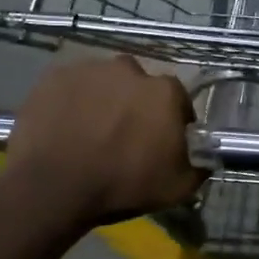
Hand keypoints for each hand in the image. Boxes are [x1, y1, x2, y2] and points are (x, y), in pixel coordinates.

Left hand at [1, 56, 201, 227]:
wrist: (52, 186)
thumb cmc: (122, 185)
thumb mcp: (177, 188)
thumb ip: (199, 167)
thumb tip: (206, 158)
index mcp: (164, 92)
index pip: (178, 100)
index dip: (172, 121)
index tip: (163, 141)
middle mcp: (129, 69)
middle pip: (139, 86)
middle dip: (136, 106)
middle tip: (124, 136)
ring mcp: (88, 70)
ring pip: (104, 83)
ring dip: (104, 101)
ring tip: (91, 131)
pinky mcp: (53, 76)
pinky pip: (72, 87)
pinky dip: (73, 102)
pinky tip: (66, 127)